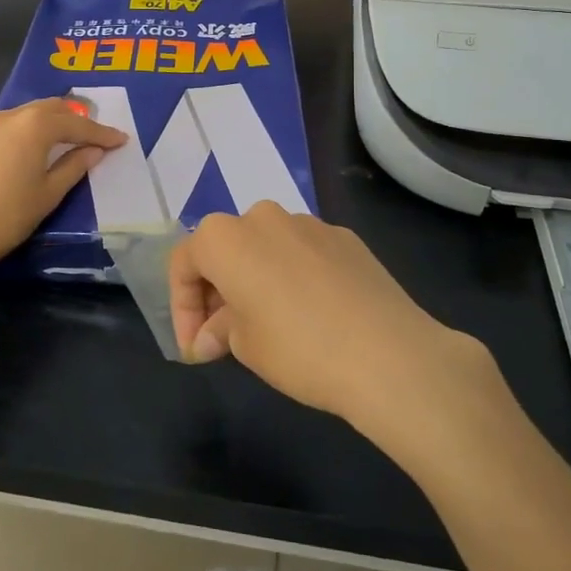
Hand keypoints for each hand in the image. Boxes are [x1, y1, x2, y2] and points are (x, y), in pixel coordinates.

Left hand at [0, 97, 126, 272]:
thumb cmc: (8, 217)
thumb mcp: (49, 194)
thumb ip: (74, 166)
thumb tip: (94, 150)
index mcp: (33, 127)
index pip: (76, 125)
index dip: (101, 133)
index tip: (120, 140)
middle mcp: (6, 119)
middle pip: (47, 109)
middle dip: (72, 118)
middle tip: (90, 132)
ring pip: (19, 118)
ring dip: (41, 125)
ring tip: (54, 140)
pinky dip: (14, 141)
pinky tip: (14, 160)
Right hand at [170, 202, 489, 435]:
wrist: (389, 353)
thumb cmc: (298, 349)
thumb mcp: (244, 346)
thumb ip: (220, 330)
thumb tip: (211, 335)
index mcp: (225, 238)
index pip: (184, 262)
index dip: (182, 307)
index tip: (195, 347)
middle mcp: (262, 217)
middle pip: (225, 248)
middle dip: (217, 290)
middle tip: (223, 335)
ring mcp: (308, 223)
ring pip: (266, 247)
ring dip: (256, 278)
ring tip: (268, 323)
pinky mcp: (345, 237)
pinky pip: (304, 252)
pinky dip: (294, 276)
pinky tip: (311, 313)